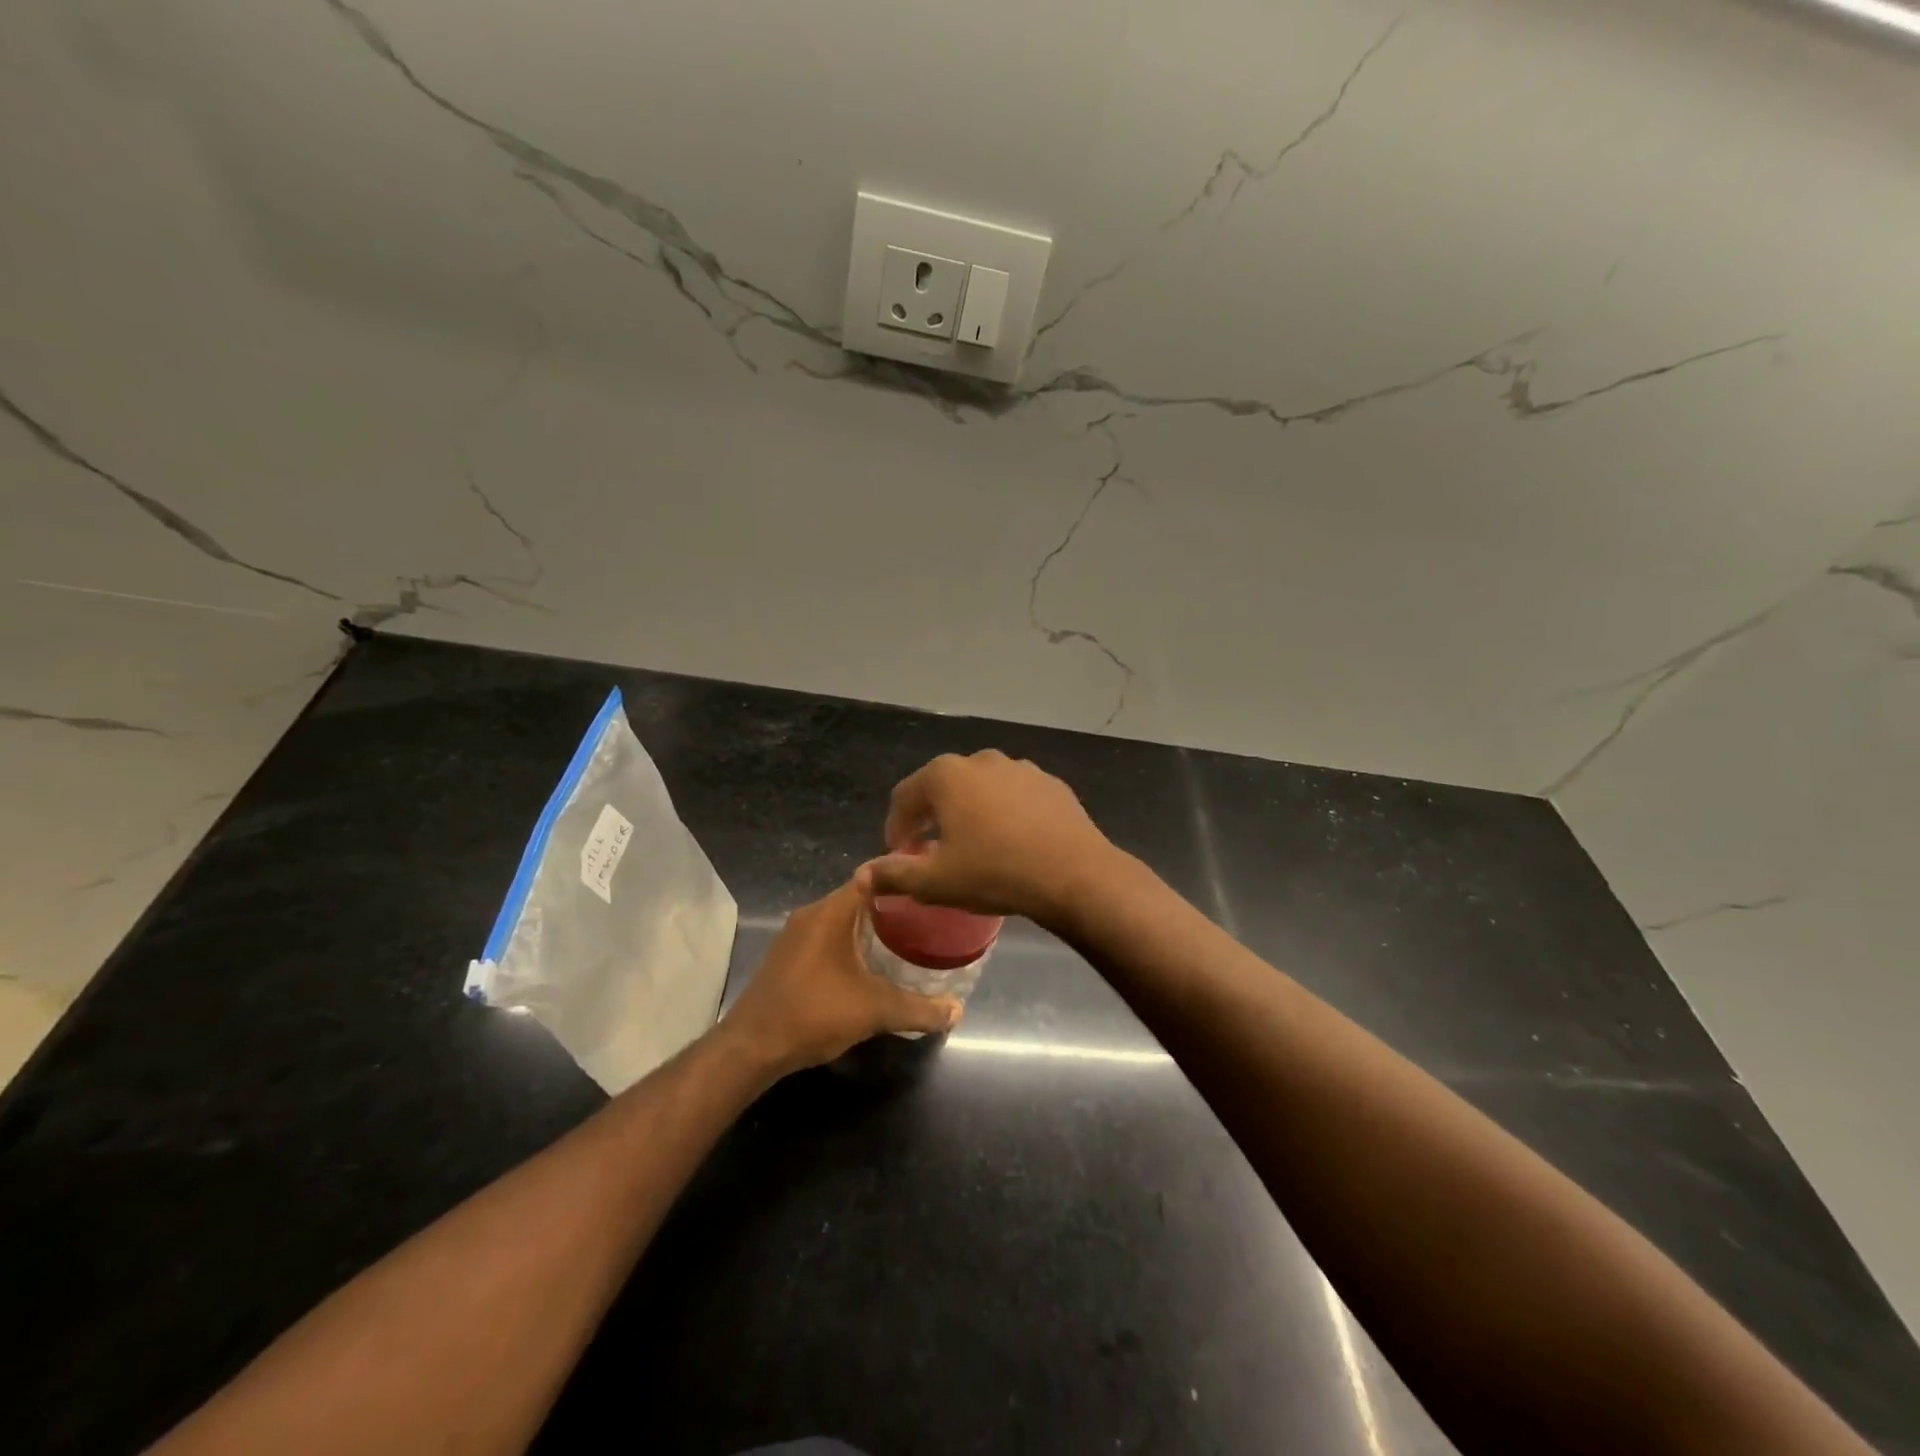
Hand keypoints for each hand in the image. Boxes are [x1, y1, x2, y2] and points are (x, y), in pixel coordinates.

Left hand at [721, 882, 961, 1073]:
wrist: (751, 1047)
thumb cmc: (814, 1013)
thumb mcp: (875, 1011)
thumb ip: (919, 1009)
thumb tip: (957, 1011)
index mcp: (831, 912)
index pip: (872, 875)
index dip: (901, 876)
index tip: (929, 884)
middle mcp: (811, 914)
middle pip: (857, 896)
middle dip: (891, 905)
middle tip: (927, 916)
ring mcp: (794, 936)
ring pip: (840, 919)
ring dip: (869, 927)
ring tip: (906, 939)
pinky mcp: (787, 957)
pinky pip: (826, 937)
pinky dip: (849, 943)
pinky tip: (869, 965)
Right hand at [854, 750, 1120, 929]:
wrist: (1074, 874)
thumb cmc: (995, 873)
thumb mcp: (936, 882)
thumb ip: (893, 875)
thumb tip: (861, 876)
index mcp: (946, 776)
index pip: (904, 797)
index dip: (895, 828)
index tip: (899, 856)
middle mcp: (981, 760)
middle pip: (942, 789)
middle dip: (931, 819)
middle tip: (931, 852)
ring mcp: (1020, 768)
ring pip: (980, 790)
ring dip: (968, 814)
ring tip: (973, 848)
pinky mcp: (1050, 783)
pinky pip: (1014, 797)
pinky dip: (1003, 814)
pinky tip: (1012, 843)